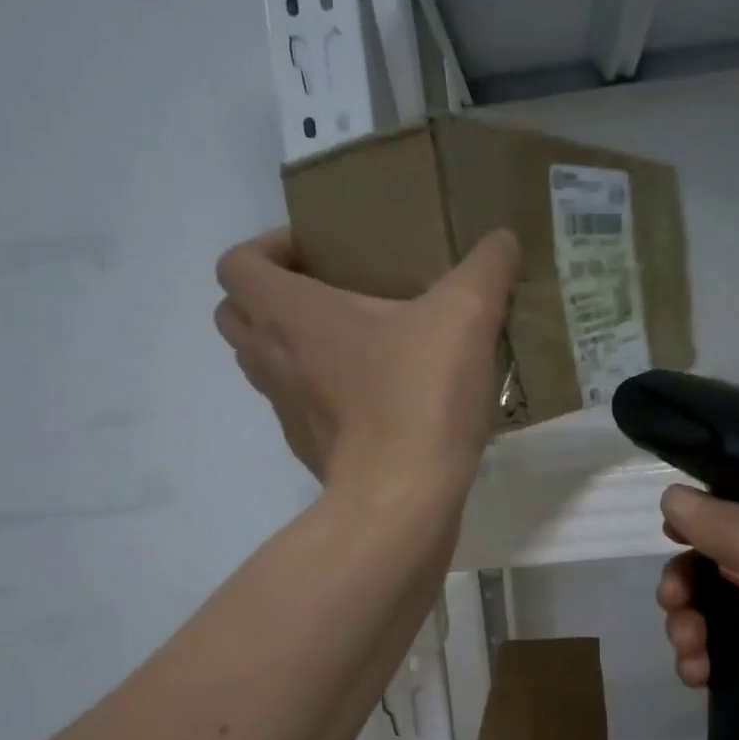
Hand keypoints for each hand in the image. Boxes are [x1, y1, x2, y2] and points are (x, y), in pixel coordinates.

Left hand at [214, 226, 520, 497]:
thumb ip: (486, 267)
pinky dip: (319, 394)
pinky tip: (373, 396)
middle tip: (327, 294)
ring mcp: (287, 411)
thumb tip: (503, 239)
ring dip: (291, 346)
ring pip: (262, 365)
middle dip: (269, 297)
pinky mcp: (310, 450)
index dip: (266, 248)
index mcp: (290, 313)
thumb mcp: (466, 315)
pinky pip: (298, 408)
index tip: (316, 253)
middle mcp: (272, 359)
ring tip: (352, 343)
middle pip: (235, 315)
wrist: (402, 500)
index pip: (237, 264)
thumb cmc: (418, 395)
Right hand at [656, 486, 738, 739]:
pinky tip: (695, 676)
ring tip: (688, 650)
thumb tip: (670, 495)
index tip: (674, 531)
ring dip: (692, 621)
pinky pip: (727, 653)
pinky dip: (702, 657)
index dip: (718, 514)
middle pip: (735, 560)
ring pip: (723, 609)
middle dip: (694, 578)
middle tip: (673, 599)